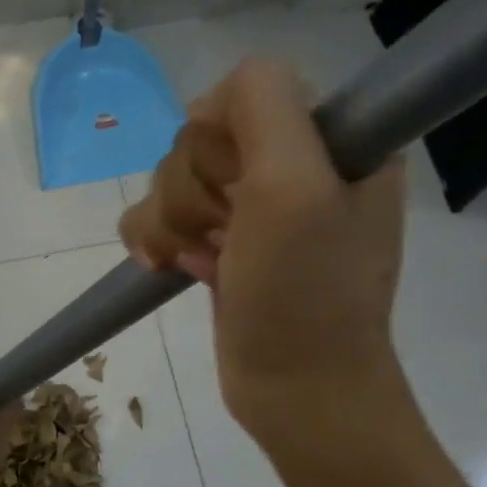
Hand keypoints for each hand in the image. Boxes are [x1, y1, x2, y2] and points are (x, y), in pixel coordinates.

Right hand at [119, 59, 407, 444]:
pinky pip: (157, 214)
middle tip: (228, 236)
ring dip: (173, 221)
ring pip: (171, 177)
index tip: (242, 189)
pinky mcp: (219, 242)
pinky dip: (155, 239)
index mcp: (330, 138)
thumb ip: (262, 104)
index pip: (244, 94)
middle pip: (199, 139)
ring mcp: (252, 206)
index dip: (223, 140)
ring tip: (204, 262)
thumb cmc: (304, 294)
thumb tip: (210, 104)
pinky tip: (173, 267)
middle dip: (195, 191)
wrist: (298, 392)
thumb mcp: (293, 186)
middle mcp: (293, 164)